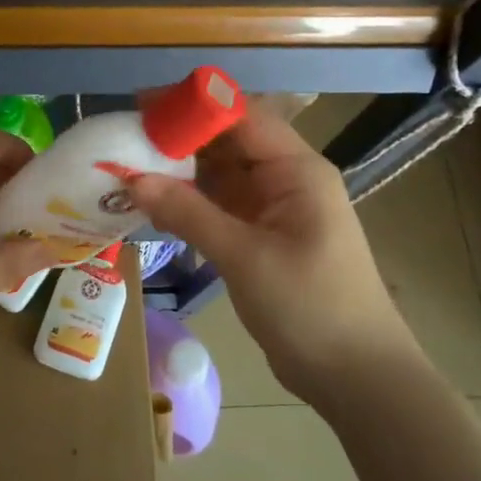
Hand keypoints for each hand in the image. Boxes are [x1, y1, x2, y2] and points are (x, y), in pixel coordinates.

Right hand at [129, 110, 415, 401]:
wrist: (355, 375)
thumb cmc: (310, 306)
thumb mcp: (245, 257)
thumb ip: (189, 213)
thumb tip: (132, 179)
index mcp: (297, 171)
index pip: (242, 118)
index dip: (194, 106)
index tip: (143, 105)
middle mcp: (287, 181)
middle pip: (229, 144)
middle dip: (181, 139)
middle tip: (125, 140)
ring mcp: (275, 211)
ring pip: (222, 176)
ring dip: (181, 173)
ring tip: (129, 169)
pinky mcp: (263, 239)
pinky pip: (221, 208)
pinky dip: (190, 205)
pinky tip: (154, 206)